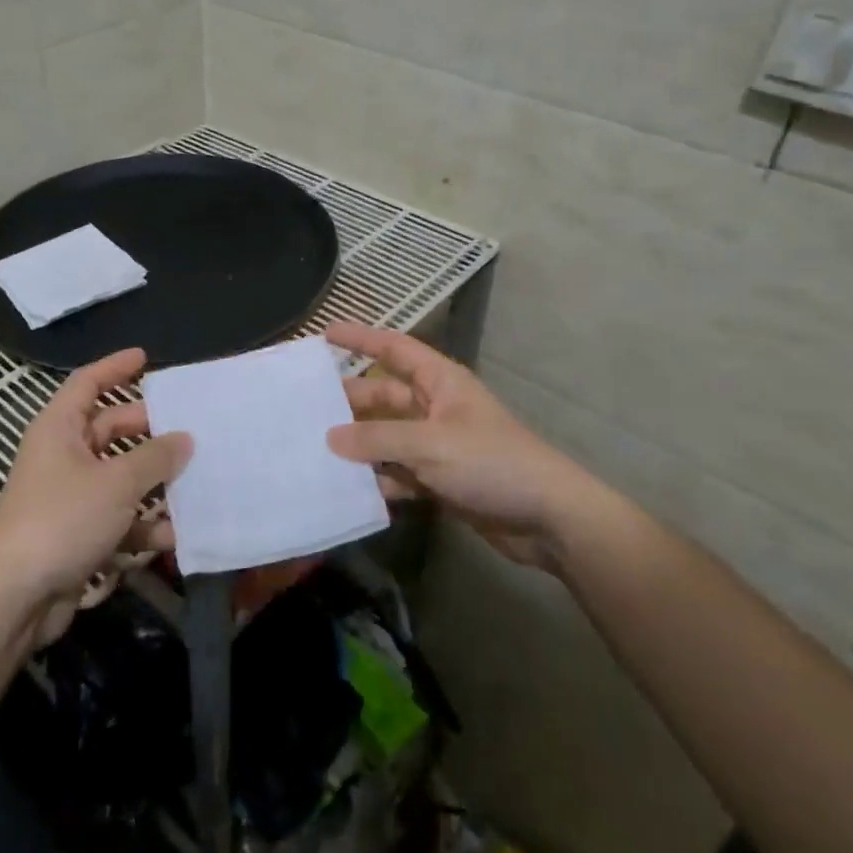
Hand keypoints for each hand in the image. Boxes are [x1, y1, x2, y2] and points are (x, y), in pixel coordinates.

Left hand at [0, 348, 191, 640]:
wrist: (16, 597)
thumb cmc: (63, 520)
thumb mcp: (117, 483)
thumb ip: (156, 457)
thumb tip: (185, 439)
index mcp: (60, 429)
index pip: (87, 383)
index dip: (115, 367)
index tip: (146, 358)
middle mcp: (62, 455)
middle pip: (111, 430)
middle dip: (149, 432)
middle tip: (189, 430)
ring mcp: (69, 496)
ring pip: (120, 477)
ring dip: (153, 484)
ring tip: (194, 484)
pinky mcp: (77, 532)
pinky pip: (117, 516)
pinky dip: (142, 523)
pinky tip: (173, 536)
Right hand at [326, 322, 585, 570]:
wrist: (547, 518)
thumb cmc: (492, 463)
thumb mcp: (430, 444)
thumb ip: (378, 439)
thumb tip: (330, 437)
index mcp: (440, 382)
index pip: (394, 348)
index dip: (361, 338)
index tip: (325, 334)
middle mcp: (436, 408)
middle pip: (383, 396)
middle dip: (349, 400)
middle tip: (305, 407)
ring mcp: (438, 446)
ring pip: (387, 437)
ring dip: (359, 445)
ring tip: (316, 450)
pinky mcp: (440, 480)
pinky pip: (398, 473)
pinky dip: (378, 480)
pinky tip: (349, 490)